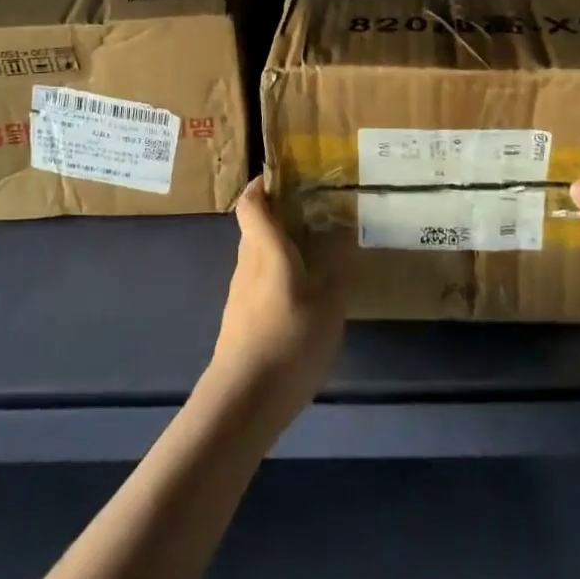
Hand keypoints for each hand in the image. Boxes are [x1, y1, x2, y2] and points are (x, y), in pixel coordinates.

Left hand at [208, 178, 345, 417]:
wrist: (242, 402)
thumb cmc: (288, 339)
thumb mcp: (329, 303)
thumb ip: (337, 267)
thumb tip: (340, 235)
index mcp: (266, 247)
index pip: (251, 201)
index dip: (262, 184)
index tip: (284, 176)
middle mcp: (247, 262)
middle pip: (255, 227)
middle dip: (280, 217)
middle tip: (314, 215)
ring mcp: (239, 294)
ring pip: (257, 257)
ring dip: (279, 250)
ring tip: (315, 257)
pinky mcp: (239, 322)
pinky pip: (258, 285)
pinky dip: (277, 280)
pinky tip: (302, 300)